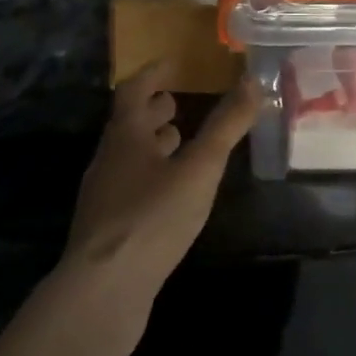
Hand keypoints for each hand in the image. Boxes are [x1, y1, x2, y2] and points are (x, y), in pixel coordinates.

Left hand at [59, 63, 260, 355]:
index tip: (172, 62)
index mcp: (125, 136)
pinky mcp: (107, 229)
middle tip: (177, 101)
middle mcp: (108, 160)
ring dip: (152, 144)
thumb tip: (252, 80)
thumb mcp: (199, 168)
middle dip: (152, 110)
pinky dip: (151, 175)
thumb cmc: (152, 218)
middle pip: (128, 124)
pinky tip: (171, 194)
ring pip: (128, 157)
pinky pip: (130, 187)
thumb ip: (226, 126)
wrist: (102, 293)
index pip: (133, 90)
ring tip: (179, 143)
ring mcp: (103, 197)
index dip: (153, 74)